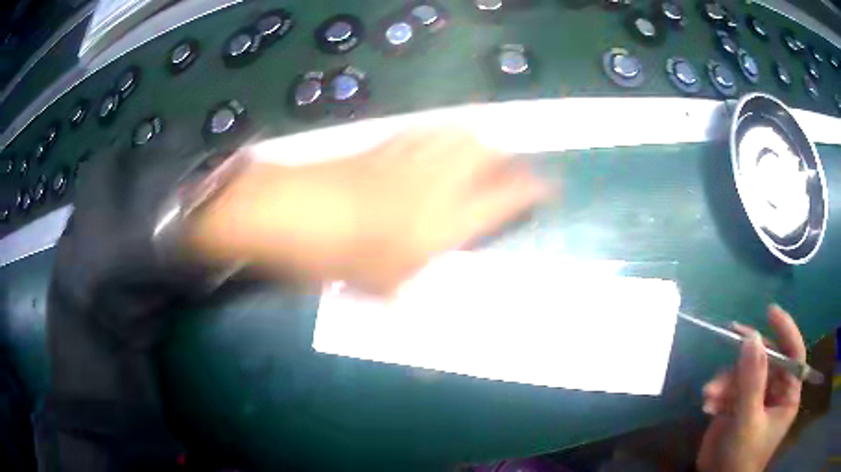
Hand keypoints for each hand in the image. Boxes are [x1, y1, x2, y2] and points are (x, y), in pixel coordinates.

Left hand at [188, 129, 549, 293]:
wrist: (289, 210)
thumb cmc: (336, 255)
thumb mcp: (374, 289)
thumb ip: (402, 301)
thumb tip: (414, 339)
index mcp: (444, 220)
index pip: (503, 199)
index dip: (532, 191)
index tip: (549, 187)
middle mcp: (435, 181)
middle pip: (486, 153)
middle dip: (506, 158)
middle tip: (510, 169)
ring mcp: (409, 157)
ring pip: (458, 133)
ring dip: (476, 140)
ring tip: (480, 151)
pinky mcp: (383, 144)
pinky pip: (422, 130)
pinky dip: (438, 132)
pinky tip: (435, 140)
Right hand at [696, 305, 805, 471]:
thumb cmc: (741, 458)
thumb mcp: (748, 420)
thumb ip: (752, 380)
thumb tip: (751, 337)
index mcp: (787, 396)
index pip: (794, 355)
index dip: (786, 331)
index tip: (769, 312)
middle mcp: (775, 393)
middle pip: (766, 362)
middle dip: (745, 361)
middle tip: (730, 339)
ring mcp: (756, 400)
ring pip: (744, 375)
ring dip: (726, 381)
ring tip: (709, 395)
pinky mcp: (738, 408)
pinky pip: (730, 390)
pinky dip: (719, 395)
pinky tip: (708, 406)